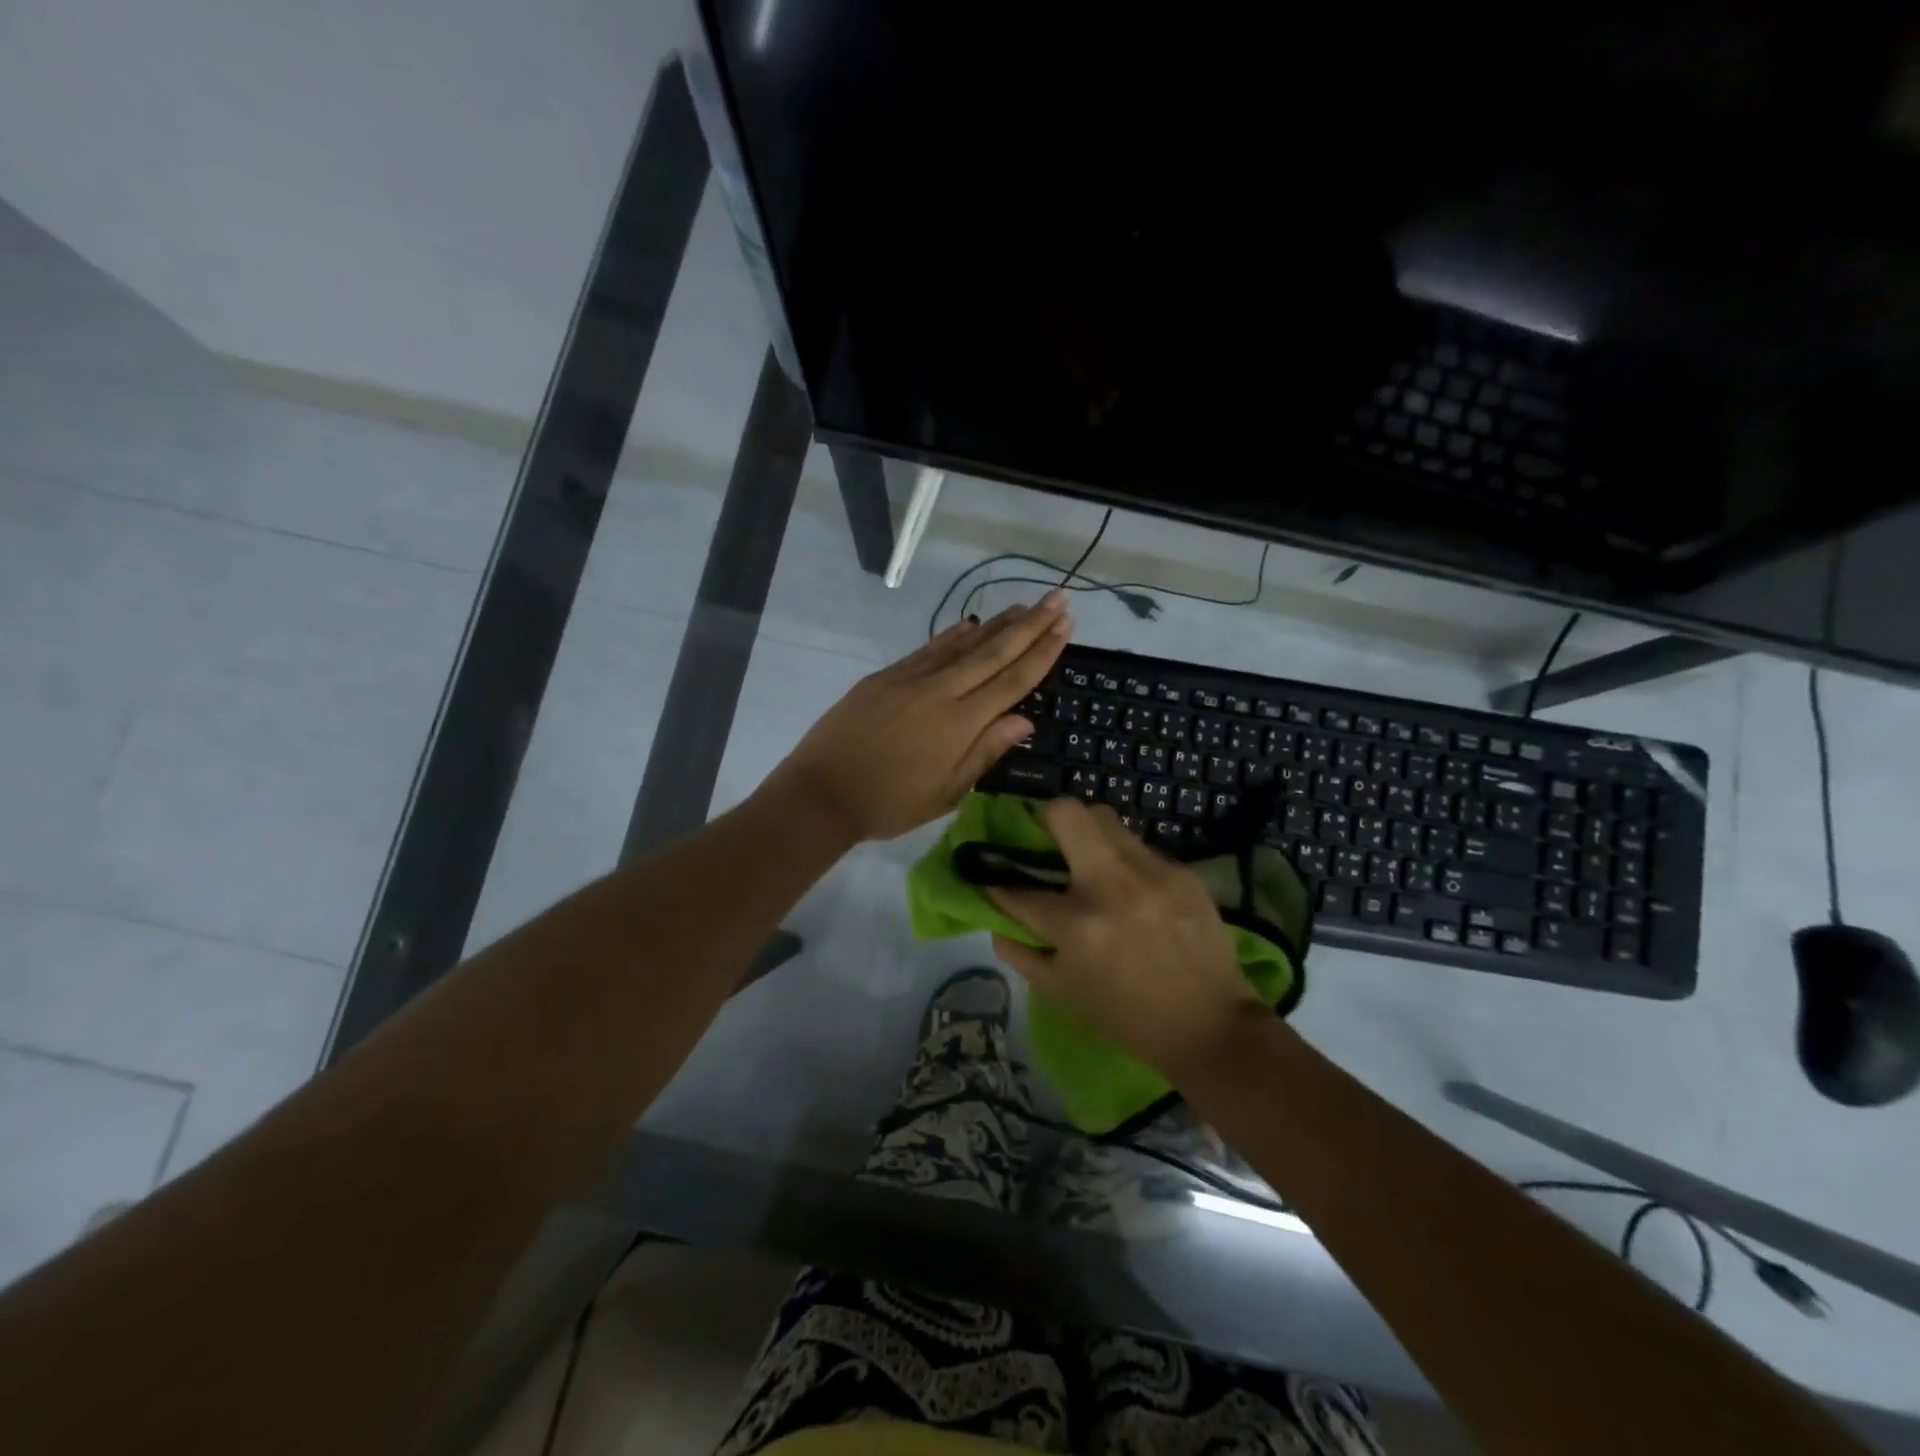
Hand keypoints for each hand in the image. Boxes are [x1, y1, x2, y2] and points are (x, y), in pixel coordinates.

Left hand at [769, 593, 1072, 842]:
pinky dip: (952, 635)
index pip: (1012, 681)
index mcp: (959, 724)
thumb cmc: (889, 803)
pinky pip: (928, 649)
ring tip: (1024, 605)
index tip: (1066, 625)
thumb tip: (1025, 720)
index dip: (1042, 652)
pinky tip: (969, 624)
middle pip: (993, 651)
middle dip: (1030, 624)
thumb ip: (985, 752)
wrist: (822, 792)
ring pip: (963, 644)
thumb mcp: (946, 793)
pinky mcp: (886, 676)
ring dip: (996, 623)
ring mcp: (910, 679)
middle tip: (1059, 597)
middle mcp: (940, 691)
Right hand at [984, 798, 1264, 1079]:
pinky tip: (1133, 888)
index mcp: (1076, 924)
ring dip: (1088, 834)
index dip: (998, 884)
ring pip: (1106, 818)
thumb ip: (1022, 955)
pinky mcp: (1182, 871)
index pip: (1019, 890)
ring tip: (1090, 860)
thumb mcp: (1064, 994)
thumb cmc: (1128, 1017)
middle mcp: (1111, 885)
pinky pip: (1140, 847)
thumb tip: (996, 925)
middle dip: (1047, 818)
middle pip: (1068, 813)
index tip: (995, 878)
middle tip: (1047, 839)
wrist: (1210, 1026)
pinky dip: (1125, 861)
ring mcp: (1151, 872)